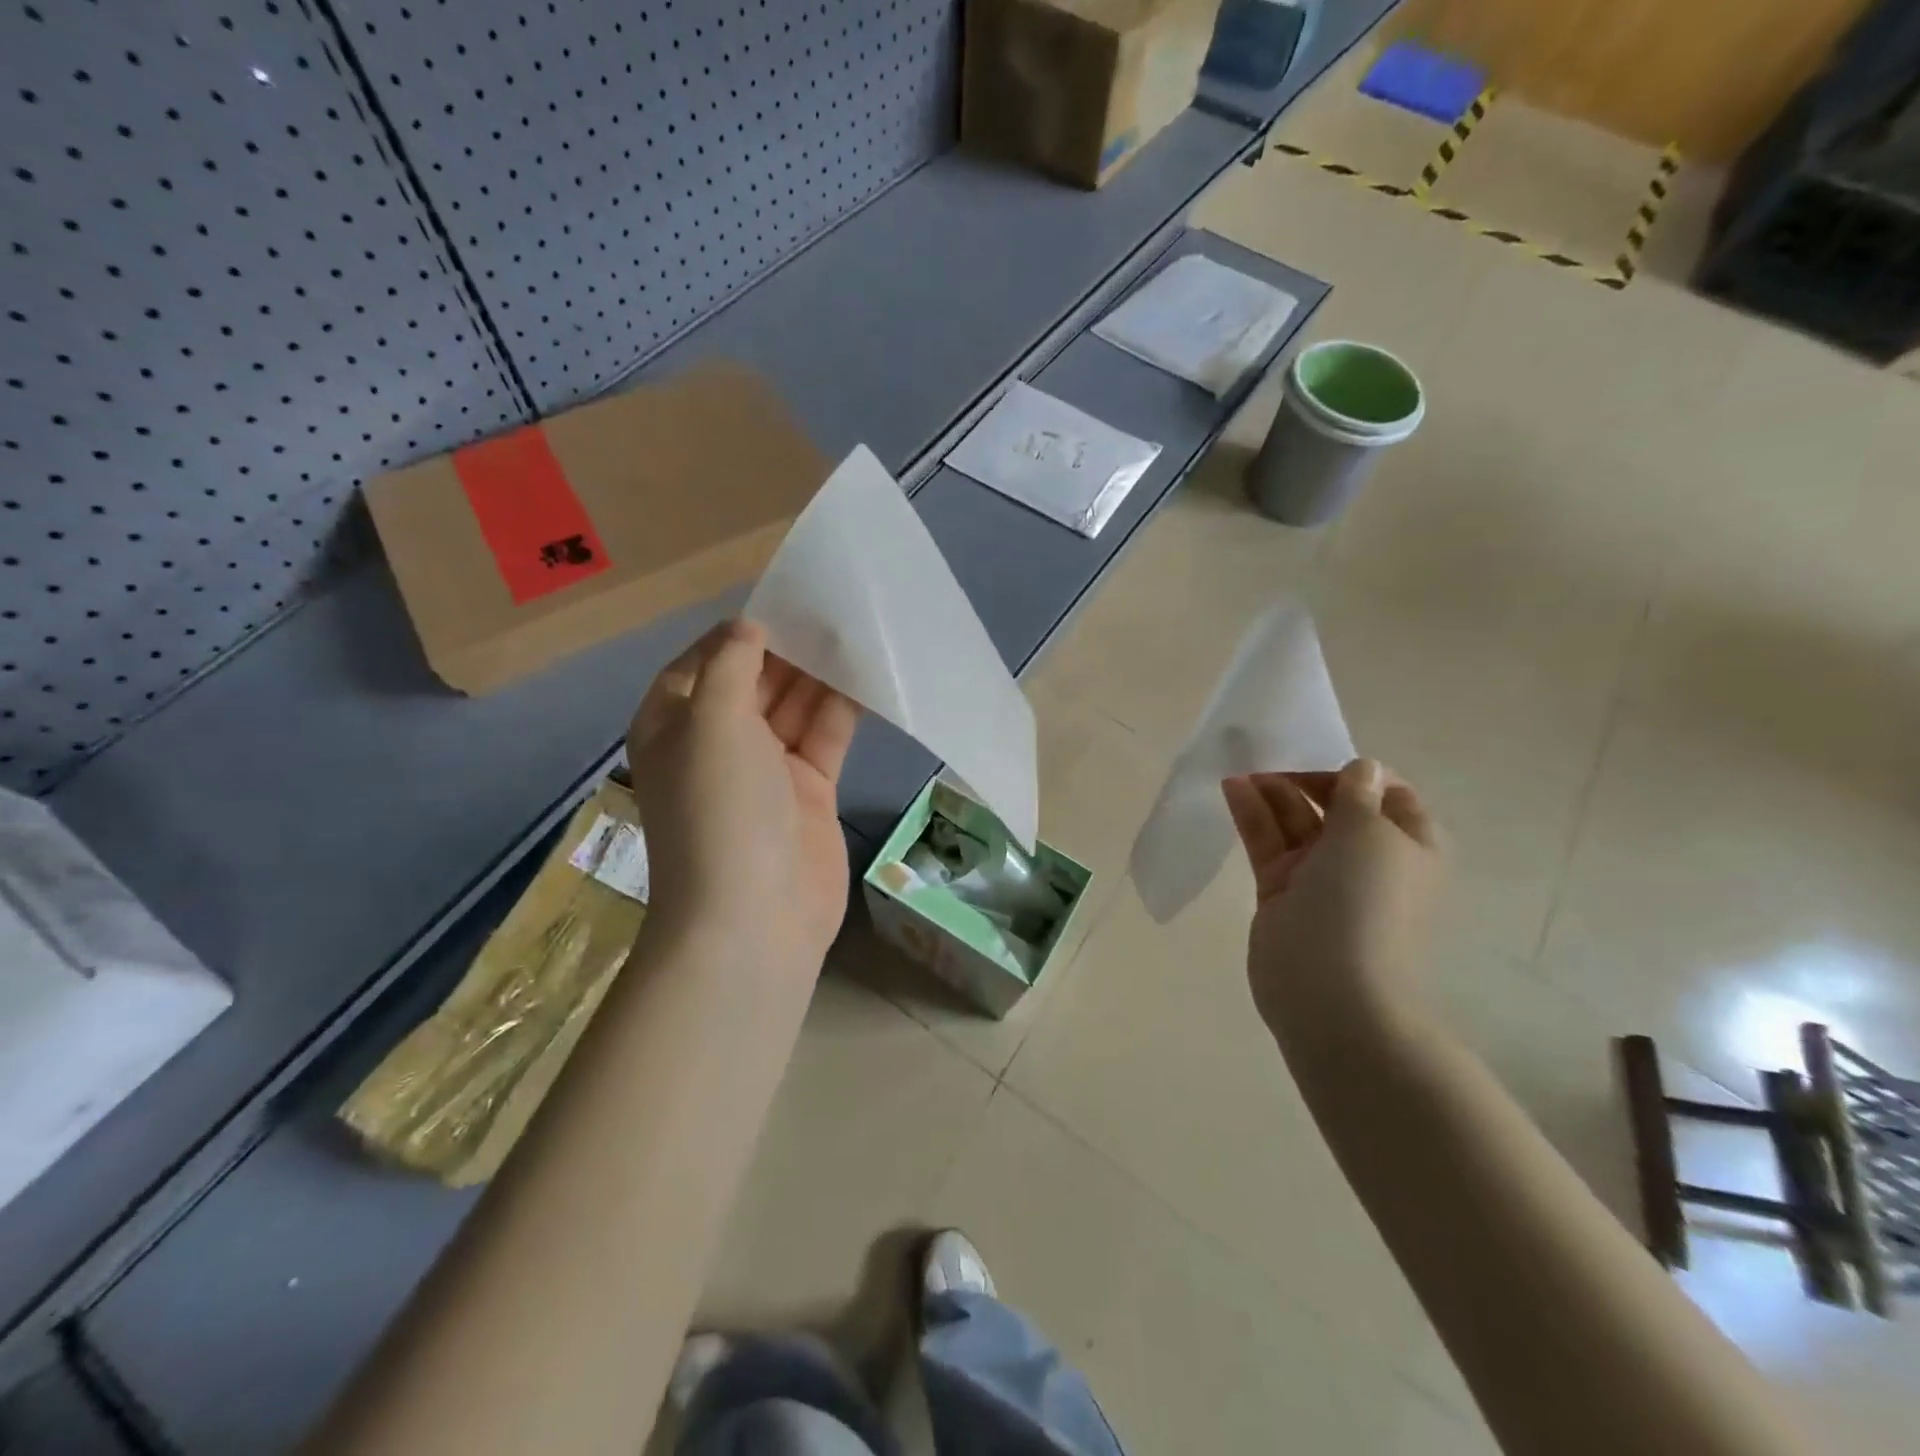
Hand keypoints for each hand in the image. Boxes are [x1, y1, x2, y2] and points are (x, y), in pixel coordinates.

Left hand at [626, 620, 860, 973]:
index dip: (737, 636)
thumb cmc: (720, 809)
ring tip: (857, 635)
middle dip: (788, 651)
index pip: (701, 664)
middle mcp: (717, 743)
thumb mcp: (710, 722)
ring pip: (794, 708)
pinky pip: (825, 738)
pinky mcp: (809, 790)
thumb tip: (749, 630)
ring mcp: (766, 769)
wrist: (755, 917)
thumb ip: (730, 667)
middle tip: (832, 613)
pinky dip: (843, 711)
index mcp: (675, 726)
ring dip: (820, 677)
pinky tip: (870, 680)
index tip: (782, 606)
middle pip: (754, 682)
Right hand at [1222, 759, 1442, 1040]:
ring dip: (1272, 791)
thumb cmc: (1365, 901)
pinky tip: (1231, 787)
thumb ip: (1358, 794)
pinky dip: (1252, 814)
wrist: (1330, 990)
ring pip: (1296, 822)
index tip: (1320, 755)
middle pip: (1336, 806)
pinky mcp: (1282, 890)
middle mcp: (1367, 859)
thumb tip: (1363, 768)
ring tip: (1240, 764)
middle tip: (1268, 754)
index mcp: (1408, 846)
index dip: (1358, 772)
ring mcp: (1322, 876)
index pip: (1388, 795)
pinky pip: (1268, 843)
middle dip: (1305, 778)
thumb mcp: (1371, 833)